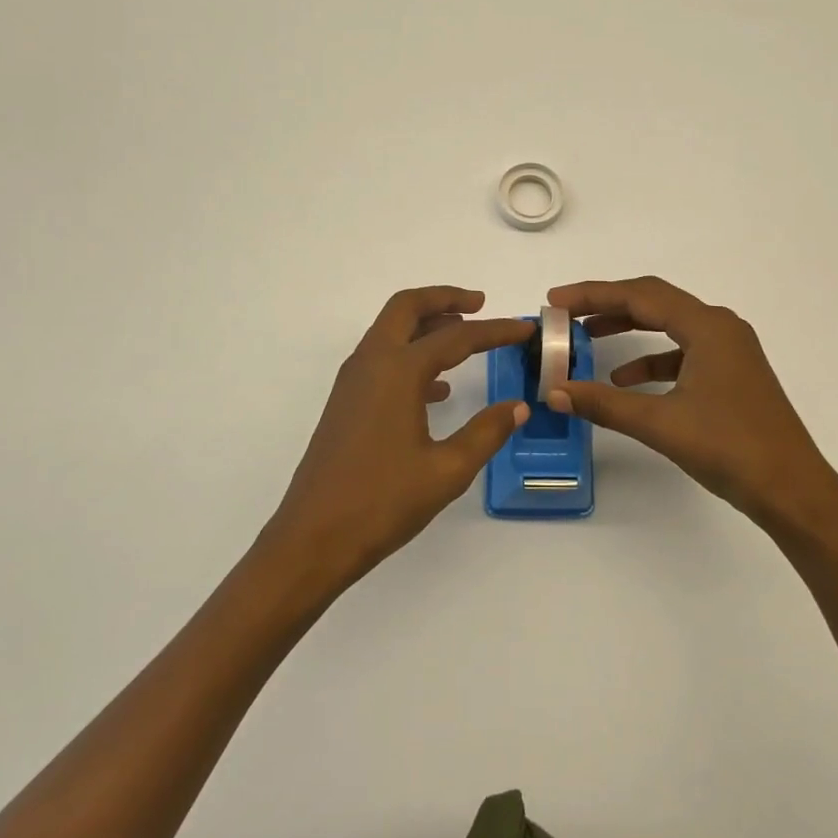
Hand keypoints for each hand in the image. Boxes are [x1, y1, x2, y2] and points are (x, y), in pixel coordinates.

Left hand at [262, 287, 532, 586]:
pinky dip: (411, 354)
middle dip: (445, 299)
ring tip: (465, 338)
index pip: (457, 337)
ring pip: (391, 330)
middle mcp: (371, 363)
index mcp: (398, 371)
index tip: (526, 328)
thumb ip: (486, 433)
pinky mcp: (346, 402)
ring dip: (427, 324)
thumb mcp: (446, 471)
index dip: (496, 330)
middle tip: (481, 305)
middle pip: (407, 308)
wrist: (312, 539)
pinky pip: (382, 359)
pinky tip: (438, 389)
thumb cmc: (381, 503)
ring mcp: (353, 381)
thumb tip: (517, 406)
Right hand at [544, 277, 837, 527]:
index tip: (556, 300)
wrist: (793, 490)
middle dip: (608, 305)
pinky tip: (626, 380)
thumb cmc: (730, 448)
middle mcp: (720, 327)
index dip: (593, 294)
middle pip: (654, 302)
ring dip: (629, 328)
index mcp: (707, 327)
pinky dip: (651, 359)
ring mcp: (729, 349)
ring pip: (669, 325)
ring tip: (588, 338)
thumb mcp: (661, 424)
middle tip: (567, 314)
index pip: (639, 295)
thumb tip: (555, 393)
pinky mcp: (731, 372)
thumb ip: (605, 404)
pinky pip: (682, 351)